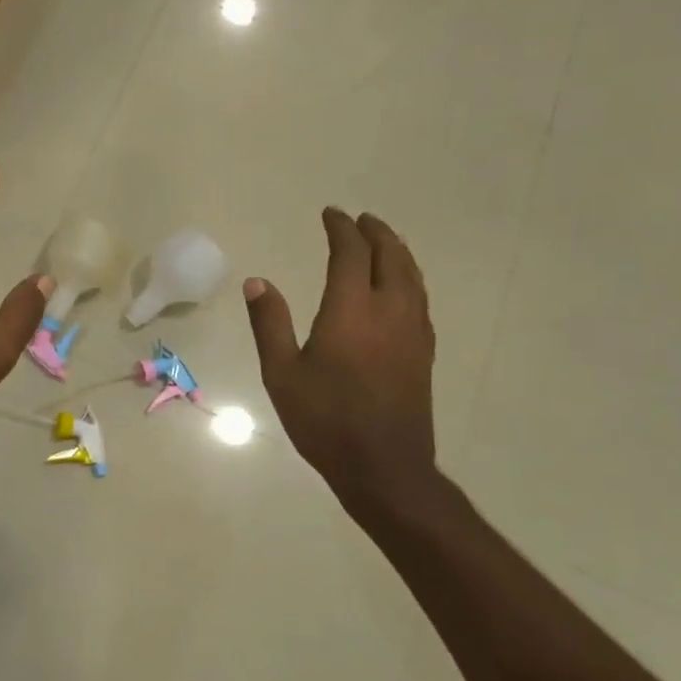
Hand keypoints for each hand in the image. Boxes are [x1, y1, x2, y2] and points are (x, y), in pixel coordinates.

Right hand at [245, 208, 438, 510]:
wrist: (383, 466)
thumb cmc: (324, 420)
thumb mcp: (281, 373)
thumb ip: (270, 324)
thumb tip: (257, 282)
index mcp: (352, 311)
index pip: (351, 254)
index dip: (341, 229)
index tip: (330, 214)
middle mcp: (389, 311)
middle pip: (391, 256)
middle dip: (375, 233)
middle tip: (360, 220)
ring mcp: (413, 332)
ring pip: (412, 276)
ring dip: (397, 252)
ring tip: (383, 242)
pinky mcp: (423, 352)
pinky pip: (420, 299)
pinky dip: (408, 278)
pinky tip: (400, 288)